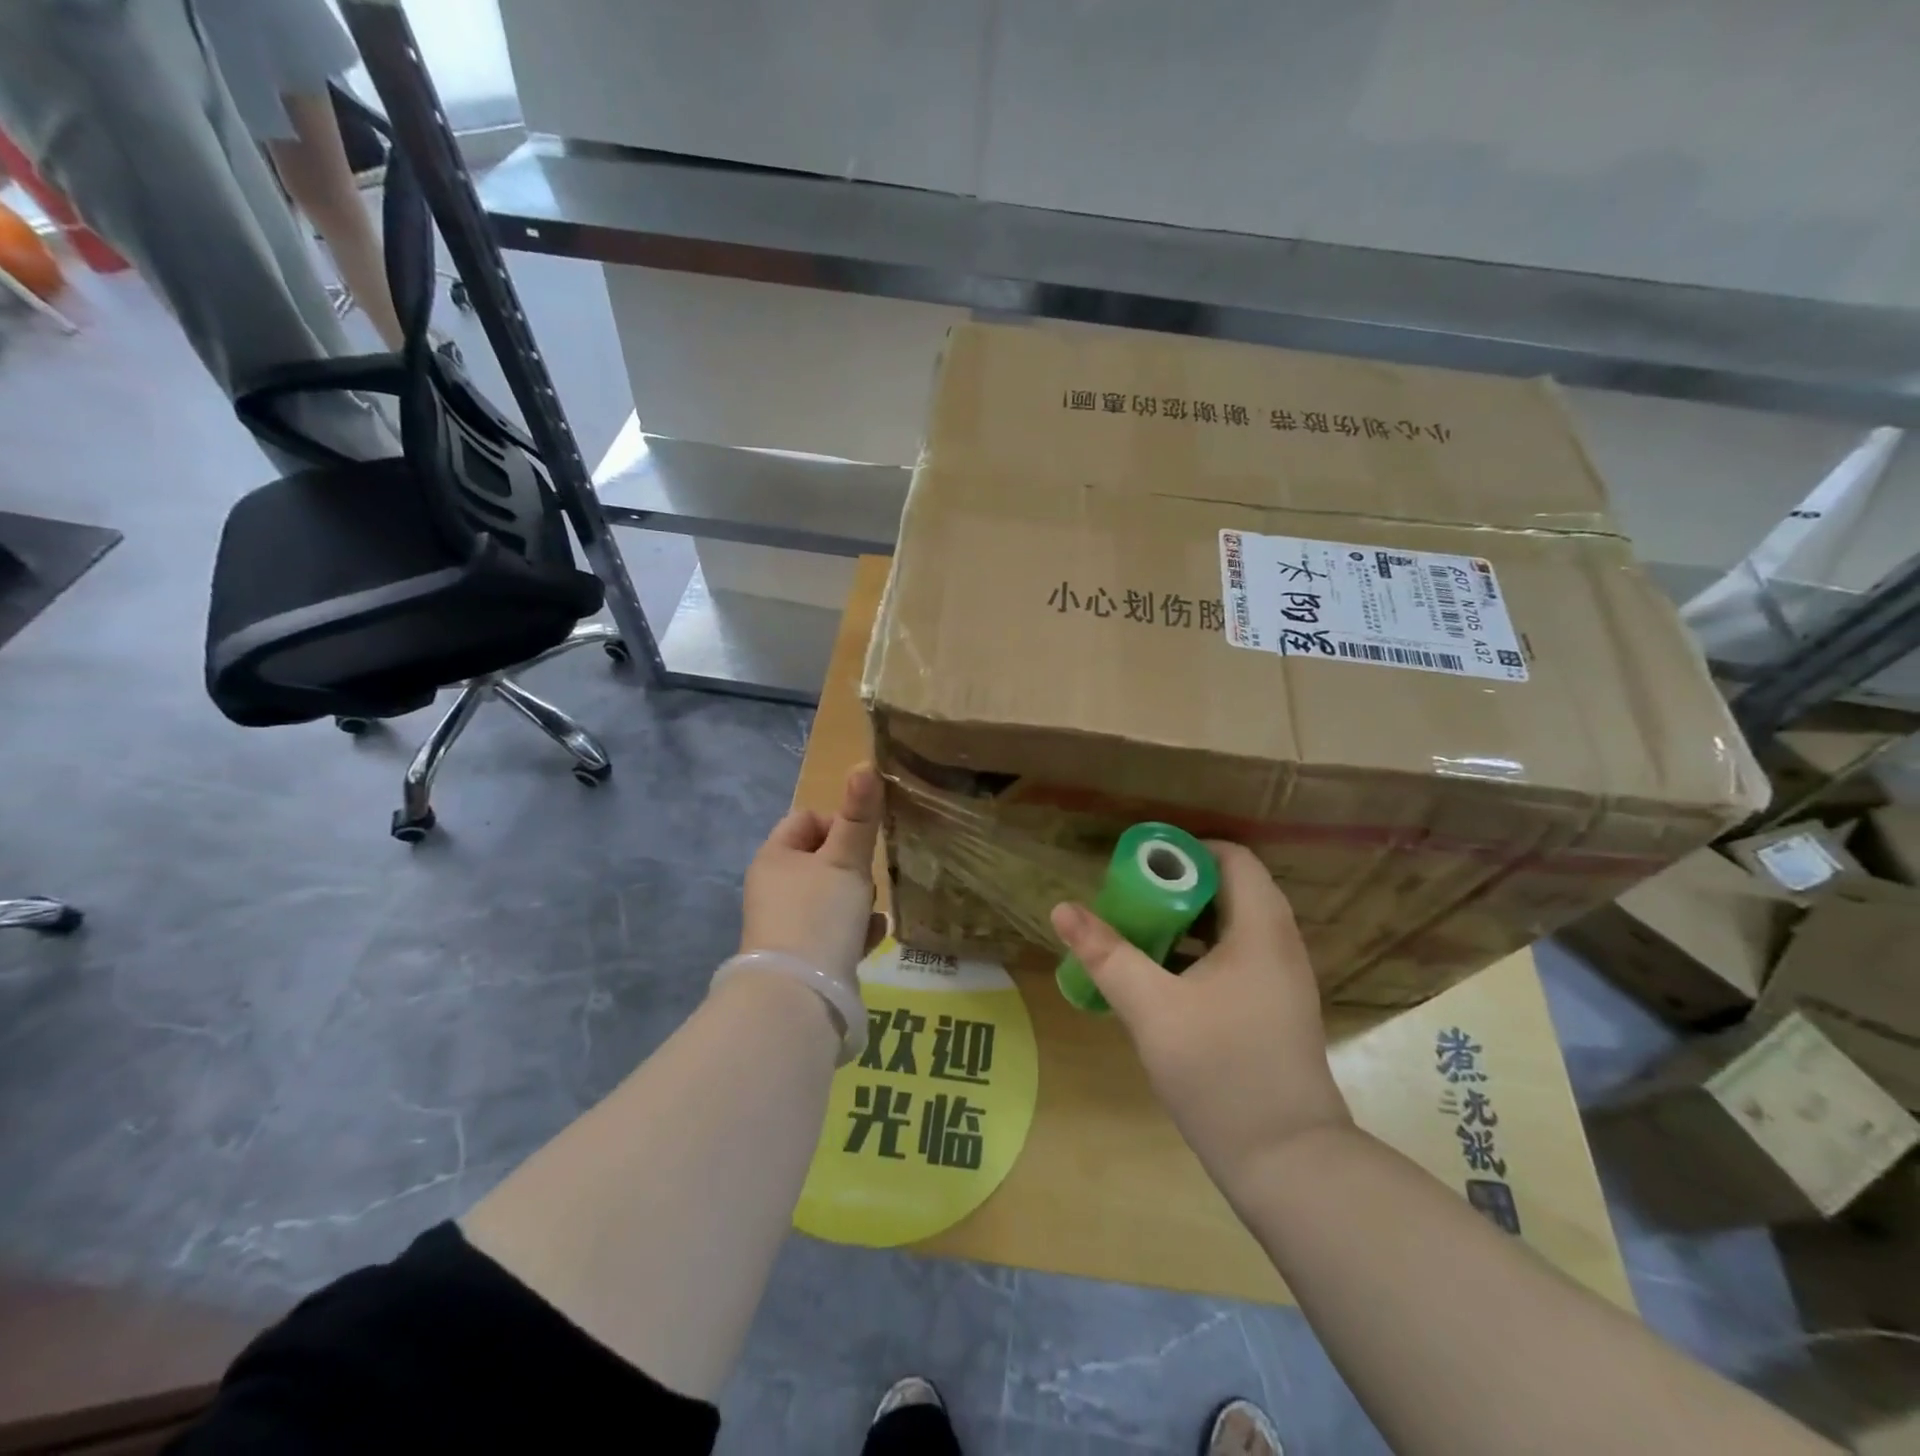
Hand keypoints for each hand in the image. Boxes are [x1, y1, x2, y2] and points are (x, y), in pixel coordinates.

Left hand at [738, 764, 885, 992]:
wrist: (800, 996)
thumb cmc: (819, 913)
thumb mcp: (845, 860)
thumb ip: (859, 815)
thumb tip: (864, 764)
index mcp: (774, 857)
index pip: (806, 819)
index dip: (837, 822)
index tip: (860, 841)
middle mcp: (774, 887)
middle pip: (821, 859)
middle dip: (851, 866)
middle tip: (866, 880)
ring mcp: (786, 924)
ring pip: (830, 896)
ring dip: (856, 900)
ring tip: (870, 912)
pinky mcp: (802, 956)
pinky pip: (833, 932)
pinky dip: (853, 931)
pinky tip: (871, 937)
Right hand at [1050, 842, 1350, 1185]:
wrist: (1288, 1163)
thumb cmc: (1219, 1071)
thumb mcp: (1151, 1008)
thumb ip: (1106, 954)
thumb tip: (1063, 908)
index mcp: (1260, 930)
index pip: (1232, 858)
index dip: (1185, 852)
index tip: (1140, 868)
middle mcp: (1279, 945)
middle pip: (1231, 889)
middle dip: (1177, 888)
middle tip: (1130, 901)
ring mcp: (1282, 980)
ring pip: (1233, 926)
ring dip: (1187, 921)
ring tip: (1139, 934)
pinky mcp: (1276, 1010)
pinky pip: (1238, 958)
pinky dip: (1201, 952)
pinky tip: (1164, 980)